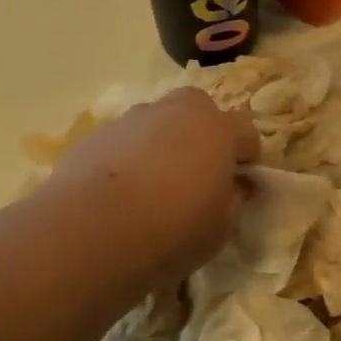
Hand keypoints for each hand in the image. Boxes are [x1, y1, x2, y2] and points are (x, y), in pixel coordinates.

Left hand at [46, 87, 260, 288]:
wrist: (93, 230)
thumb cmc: (173, 229)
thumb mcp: (221, 227)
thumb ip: (235, 199)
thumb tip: (234, 186)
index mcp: (218, 129)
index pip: (246, 131)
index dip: (247, 156)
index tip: (239, 182)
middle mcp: (177, 111)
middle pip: (200, 109)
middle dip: (203, 133)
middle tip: (197, 172)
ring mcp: (133, 119)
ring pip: (158, 122)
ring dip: (163, 142)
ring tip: (153, 184)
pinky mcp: (97, 134)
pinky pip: (125, 140)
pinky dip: (128, 156)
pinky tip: (119, 192)